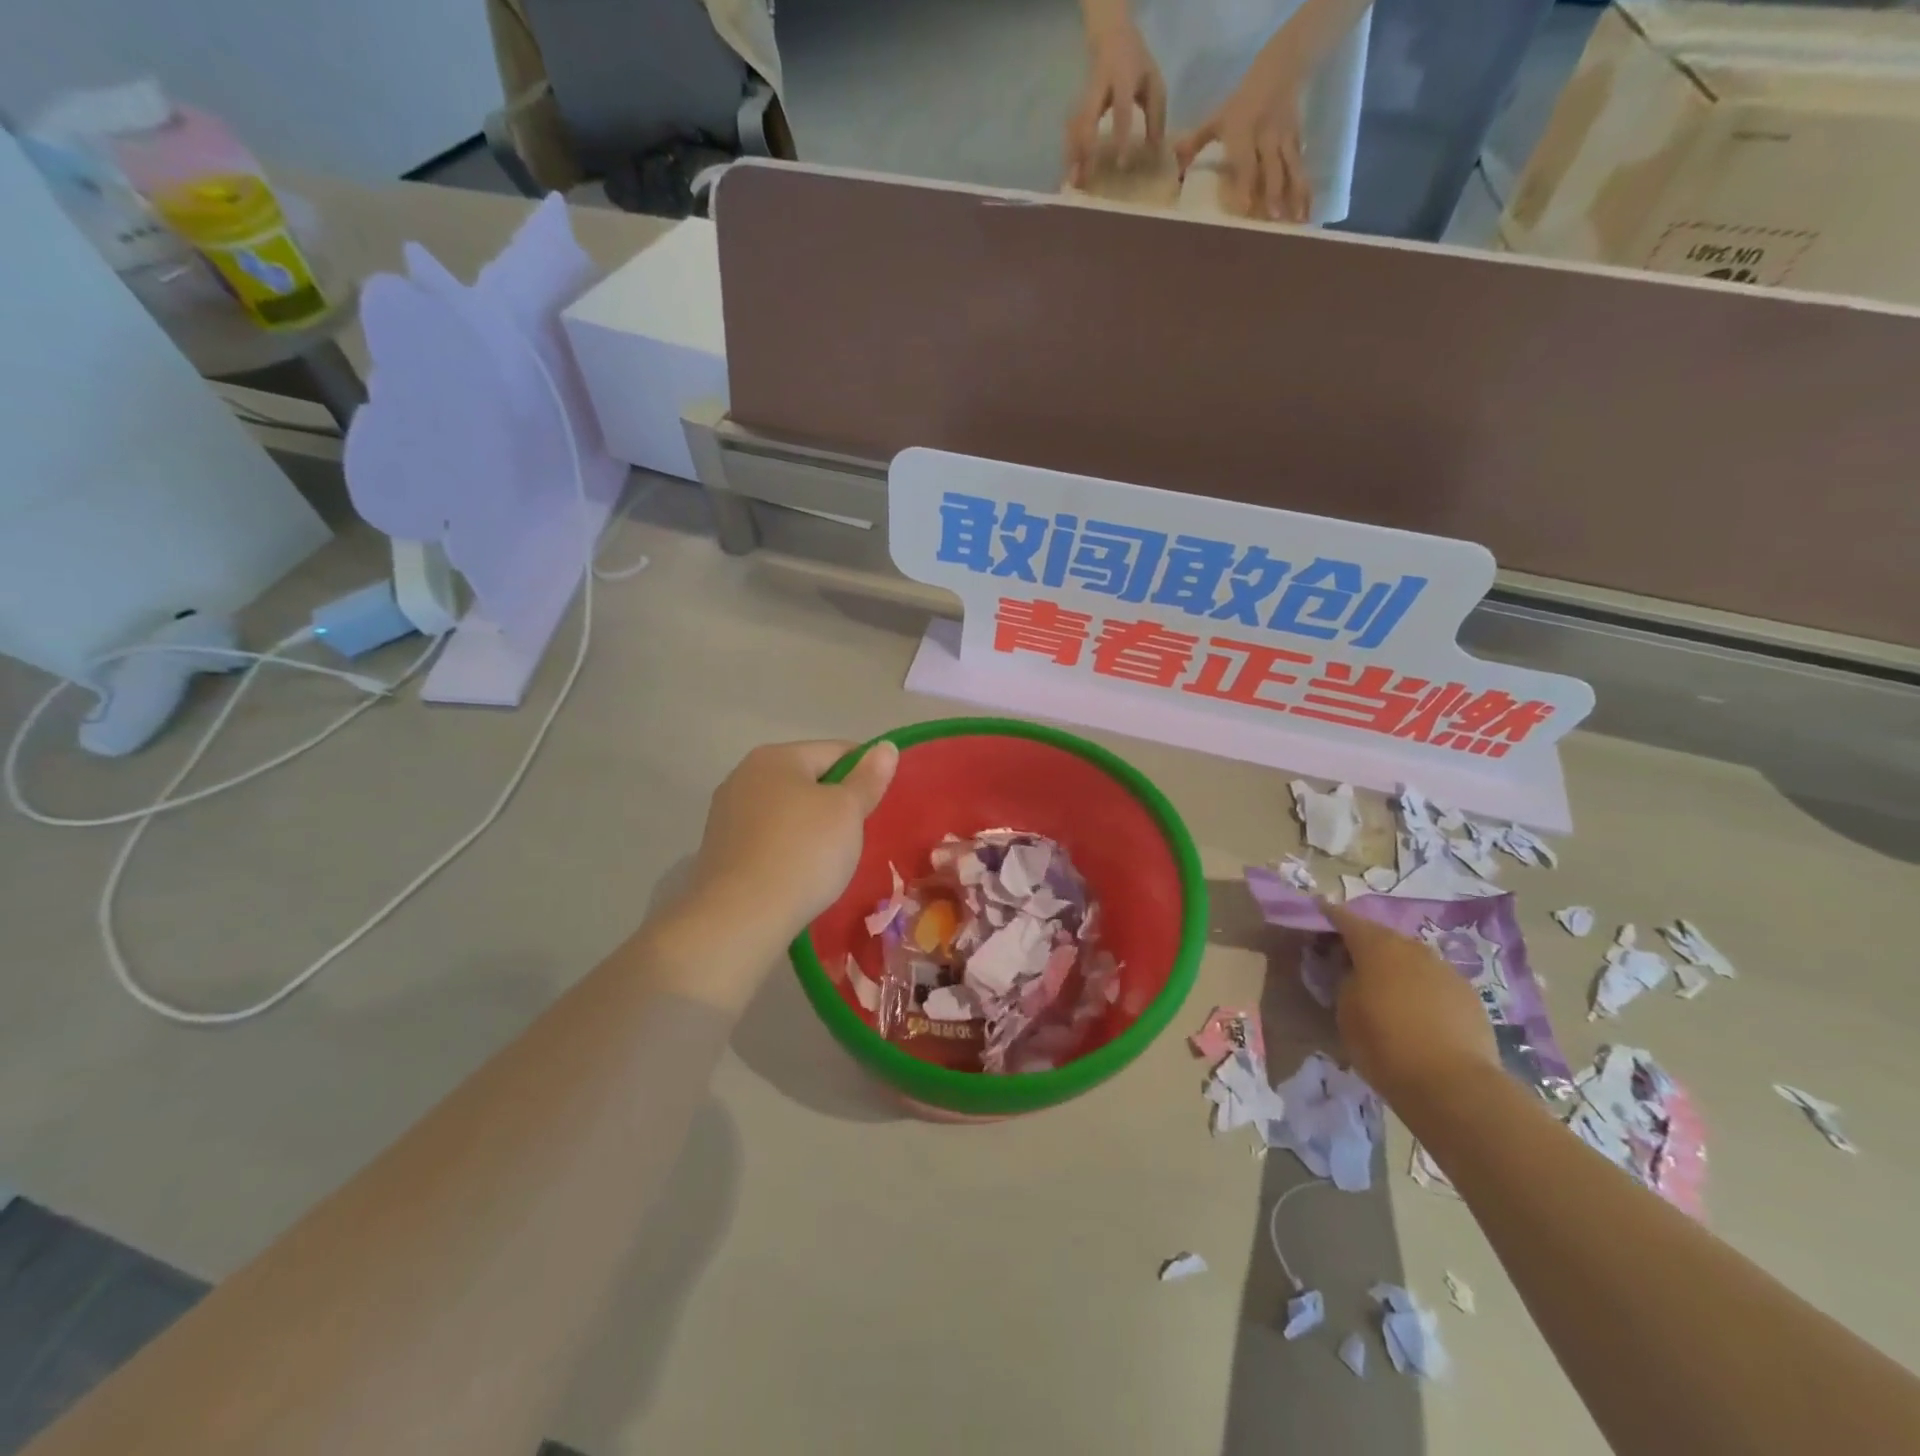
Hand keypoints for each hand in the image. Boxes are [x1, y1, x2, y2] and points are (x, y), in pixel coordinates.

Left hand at [686, 739, 898, 937]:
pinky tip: (801, 873)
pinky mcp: (720, 849)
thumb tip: (885, 747)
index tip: (882, 804)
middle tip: (860, 834)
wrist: (740, 917)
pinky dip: (788, 848)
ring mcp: (727, 813)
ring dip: (812, 827)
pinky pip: (768, 838)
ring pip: (787, 810)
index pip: (836, 751)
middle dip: (837, 802)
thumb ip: (868, 778)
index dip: (866, 773)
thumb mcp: (847, 812)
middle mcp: (745, 775)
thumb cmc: (803, 853)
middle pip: (808, 779)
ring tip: (832, 859)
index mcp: (776, 756)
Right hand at [1065, 15, 1166, 186]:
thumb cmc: (1137, 65)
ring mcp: (1084, 97)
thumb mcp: (1153, 82)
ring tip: (1073, 183)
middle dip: (1085, 150)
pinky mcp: (1077, 106)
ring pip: (1075, 129)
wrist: (1111, 37)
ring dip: (1072, 156)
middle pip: (1087, 121)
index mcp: (1122, 79)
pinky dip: (1070, 153)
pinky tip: (1071, 173)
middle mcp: (1098, 89)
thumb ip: (1156, 115)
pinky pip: (1071, 133)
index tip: (1121, 166)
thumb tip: (1154, 150)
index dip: (1121, 138)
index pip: (1121, 111)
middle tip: (1084, 179)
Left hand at [1173, 55, 1310, 221]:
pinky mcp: (1299, 142)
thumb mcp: (1217, 117)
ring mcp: (1285, 140)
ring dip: (1296, 195)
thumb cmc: (1241, 101)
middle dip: (1275, 193)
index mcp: (1244, 132)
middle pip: (1272, 168)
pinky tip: (1308, 211)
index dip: (1245, 185)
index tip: (1246, 209)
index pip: (1245, 163)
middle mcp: (1267, 137)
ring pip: (1292, 169)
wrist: (1281, 67)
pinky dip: (1306, 189)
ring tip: (1299, 221)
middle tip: (1275, 220)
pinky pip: (1302, 168)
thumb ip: (1196, 141)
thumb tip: (1174, 162)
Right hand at [1322, 903, 1500, 1107]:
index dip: (1328, 916)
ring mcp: (1446, 970)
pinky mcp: (1470, 996)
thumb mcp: (1344, 1009)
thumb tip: (1352, 972)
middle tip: (1347, 960)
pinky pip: (1435, 982)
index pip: (1345, 919)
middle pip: (1382, 936)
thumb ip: (1344, 980)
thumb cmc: (1384, 1043)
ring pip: (1412, 959)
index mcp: (1376, 946)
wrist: (1454, 1085)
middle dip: (1364, 944)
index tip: (1317, 913)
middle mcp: (1412, 948)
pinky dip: (1421, 988)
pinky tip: (1416, 1011)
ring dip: (1395, 967)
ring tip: (1383, 988)